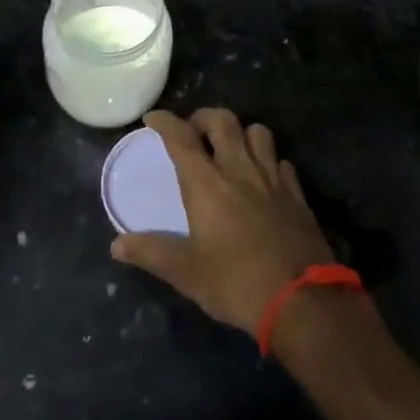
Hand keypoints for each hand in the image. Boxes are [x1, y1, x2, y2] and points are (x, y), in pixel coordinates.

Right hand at [111, 108, 333, 336]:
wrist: (302, 301)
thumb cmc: (236, 283)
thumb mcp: (187, 273)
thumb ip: (152, 253)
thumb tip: (117, 245)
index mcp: (207, 182)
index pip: (181, 137)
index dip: (165, 122)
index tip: (153, 118)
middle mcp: (239, 168)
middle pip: (222, 120)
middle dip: (203, 117)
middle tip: (193, 132)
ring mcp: (272, 178)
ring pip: (258, 131)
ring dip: (240, 132)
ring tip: (230, 149)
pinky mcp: (296, 194)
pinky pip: (281, 161)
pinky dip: (268, 160)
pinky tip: (263, 177)